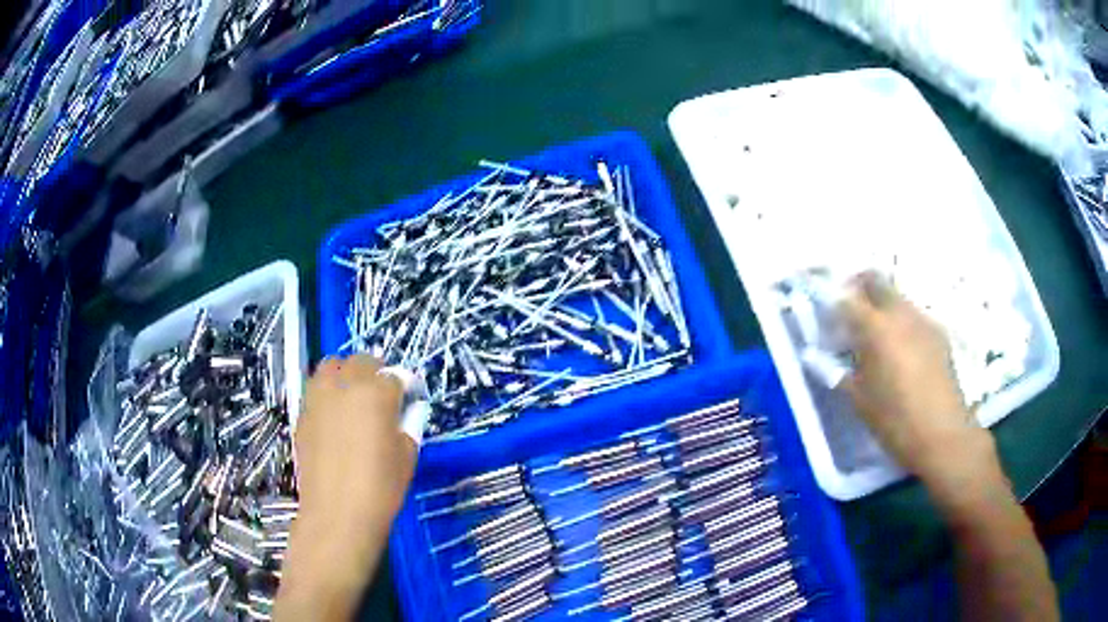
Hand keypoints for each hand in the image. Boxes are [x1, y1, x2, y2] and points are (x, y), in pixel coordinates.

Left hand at [295, 354, 416, 528]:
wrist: (337, 513)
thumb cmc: (380, 488)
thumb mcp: (406, 456)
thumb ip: (409, 425)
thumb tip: (408, 411)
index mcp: (376, 394)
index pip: (394, 376)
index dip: (404, 388)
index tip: (408, 401)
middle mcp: (345, 387)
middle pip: (360, 362)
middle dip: (374, 372)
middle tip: (381, 395)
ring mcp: (318, 398)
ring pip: (330, 367)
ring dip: (344, 374)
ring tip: (352, 396)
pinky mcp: (302, 414)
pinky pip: (315, 390)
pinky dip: (326, 394)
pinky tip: (334, 418)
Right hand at [839, 272, 991, 480]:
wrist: (942, 434)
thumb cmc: (895, 421)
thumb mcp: (860, 400)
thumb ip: (843, 372)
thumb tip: (833, 360)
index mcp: (876, 328)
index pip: (848, 299)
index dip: (835, 304)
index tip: (830, 320)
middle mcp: (900, 314)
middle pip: (876, 281)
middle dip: (860, 288)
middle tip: (851, 312)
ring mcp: (923, 321)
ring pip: (897, 298)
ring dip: (883, 307)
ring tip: (879, 336)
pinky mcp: (939, 334)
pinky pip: (914, 317)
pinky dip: (902, 324)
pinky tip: (902, 352)